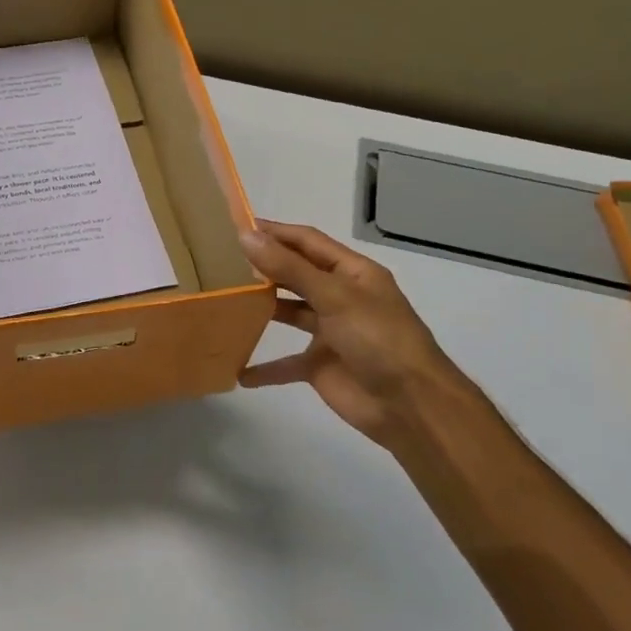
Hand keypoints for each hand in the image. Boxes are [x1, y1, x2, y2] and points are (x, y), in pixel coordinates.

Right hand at [238, 221, 461, 445]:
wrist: (410, 405)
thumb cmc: (378, 338)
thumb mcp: (334, 296)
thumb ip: (289, 268)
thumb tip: (246, 236)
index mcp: (352, 273)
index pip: (307, 242)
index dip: (275, 232)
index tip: (235, 225)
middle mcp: (340, 297)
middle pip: (296, 274)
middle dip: (264, 266)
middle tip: (221, 259)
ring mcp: (330, 332)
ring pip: (289, 312)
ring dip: (261, 308)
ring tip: (223, 299)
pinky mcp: (320, 365)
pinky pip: (285, 362)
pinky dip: (264, 367)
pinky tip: (237, 369)